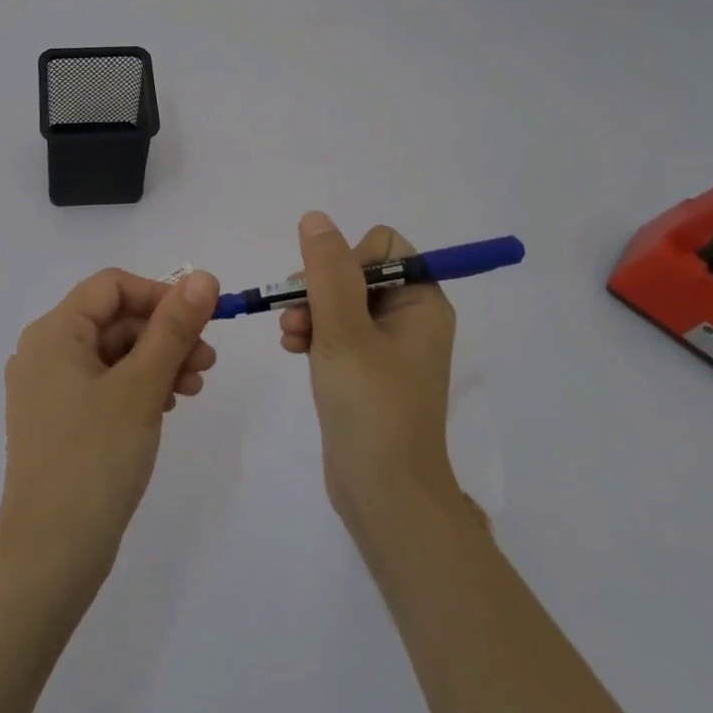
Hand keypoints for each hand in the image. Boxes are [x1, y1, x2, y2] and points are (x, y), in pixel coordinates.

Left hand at [0, 269, 219, 583]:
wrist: (50, 555)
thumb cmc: (95, 459)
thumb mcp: (142, 386)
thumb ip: (174, 327)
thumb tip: (203, 277)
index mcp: (53, 332)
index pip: (112, 286)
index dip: (159, 294)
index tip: (201, 319)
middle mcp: (44, 352)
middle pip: (114, 320)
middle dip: (164, 334)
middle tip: (208, 361)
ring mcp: (48, 389)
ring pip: (113, 354)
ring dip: (157, 361)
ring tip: (193, 388)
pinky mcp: (58, 420)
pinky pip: (104, 384)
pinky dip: (138, 387)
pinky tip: (166, 407)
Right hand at [279, 213, 460, 542]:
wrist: (384, 494)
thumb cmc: (371, 406)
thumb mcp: (344, 331)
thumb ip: (327, 271)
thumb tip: (316, 218)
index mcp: (421, 303)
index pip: (384, 247)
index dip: (348, 259)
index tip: (324, 289)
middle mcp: (409, 318)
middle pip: (356, 272)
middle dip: (319, 289)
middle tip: (296, 316)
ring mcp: (387, 346)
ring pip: (339, 301)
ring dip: (309, 312)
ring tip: (290, 338)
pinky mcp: (366, 370)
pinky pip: (336, 331)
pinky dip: (313, 334)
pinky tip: (293, 350)